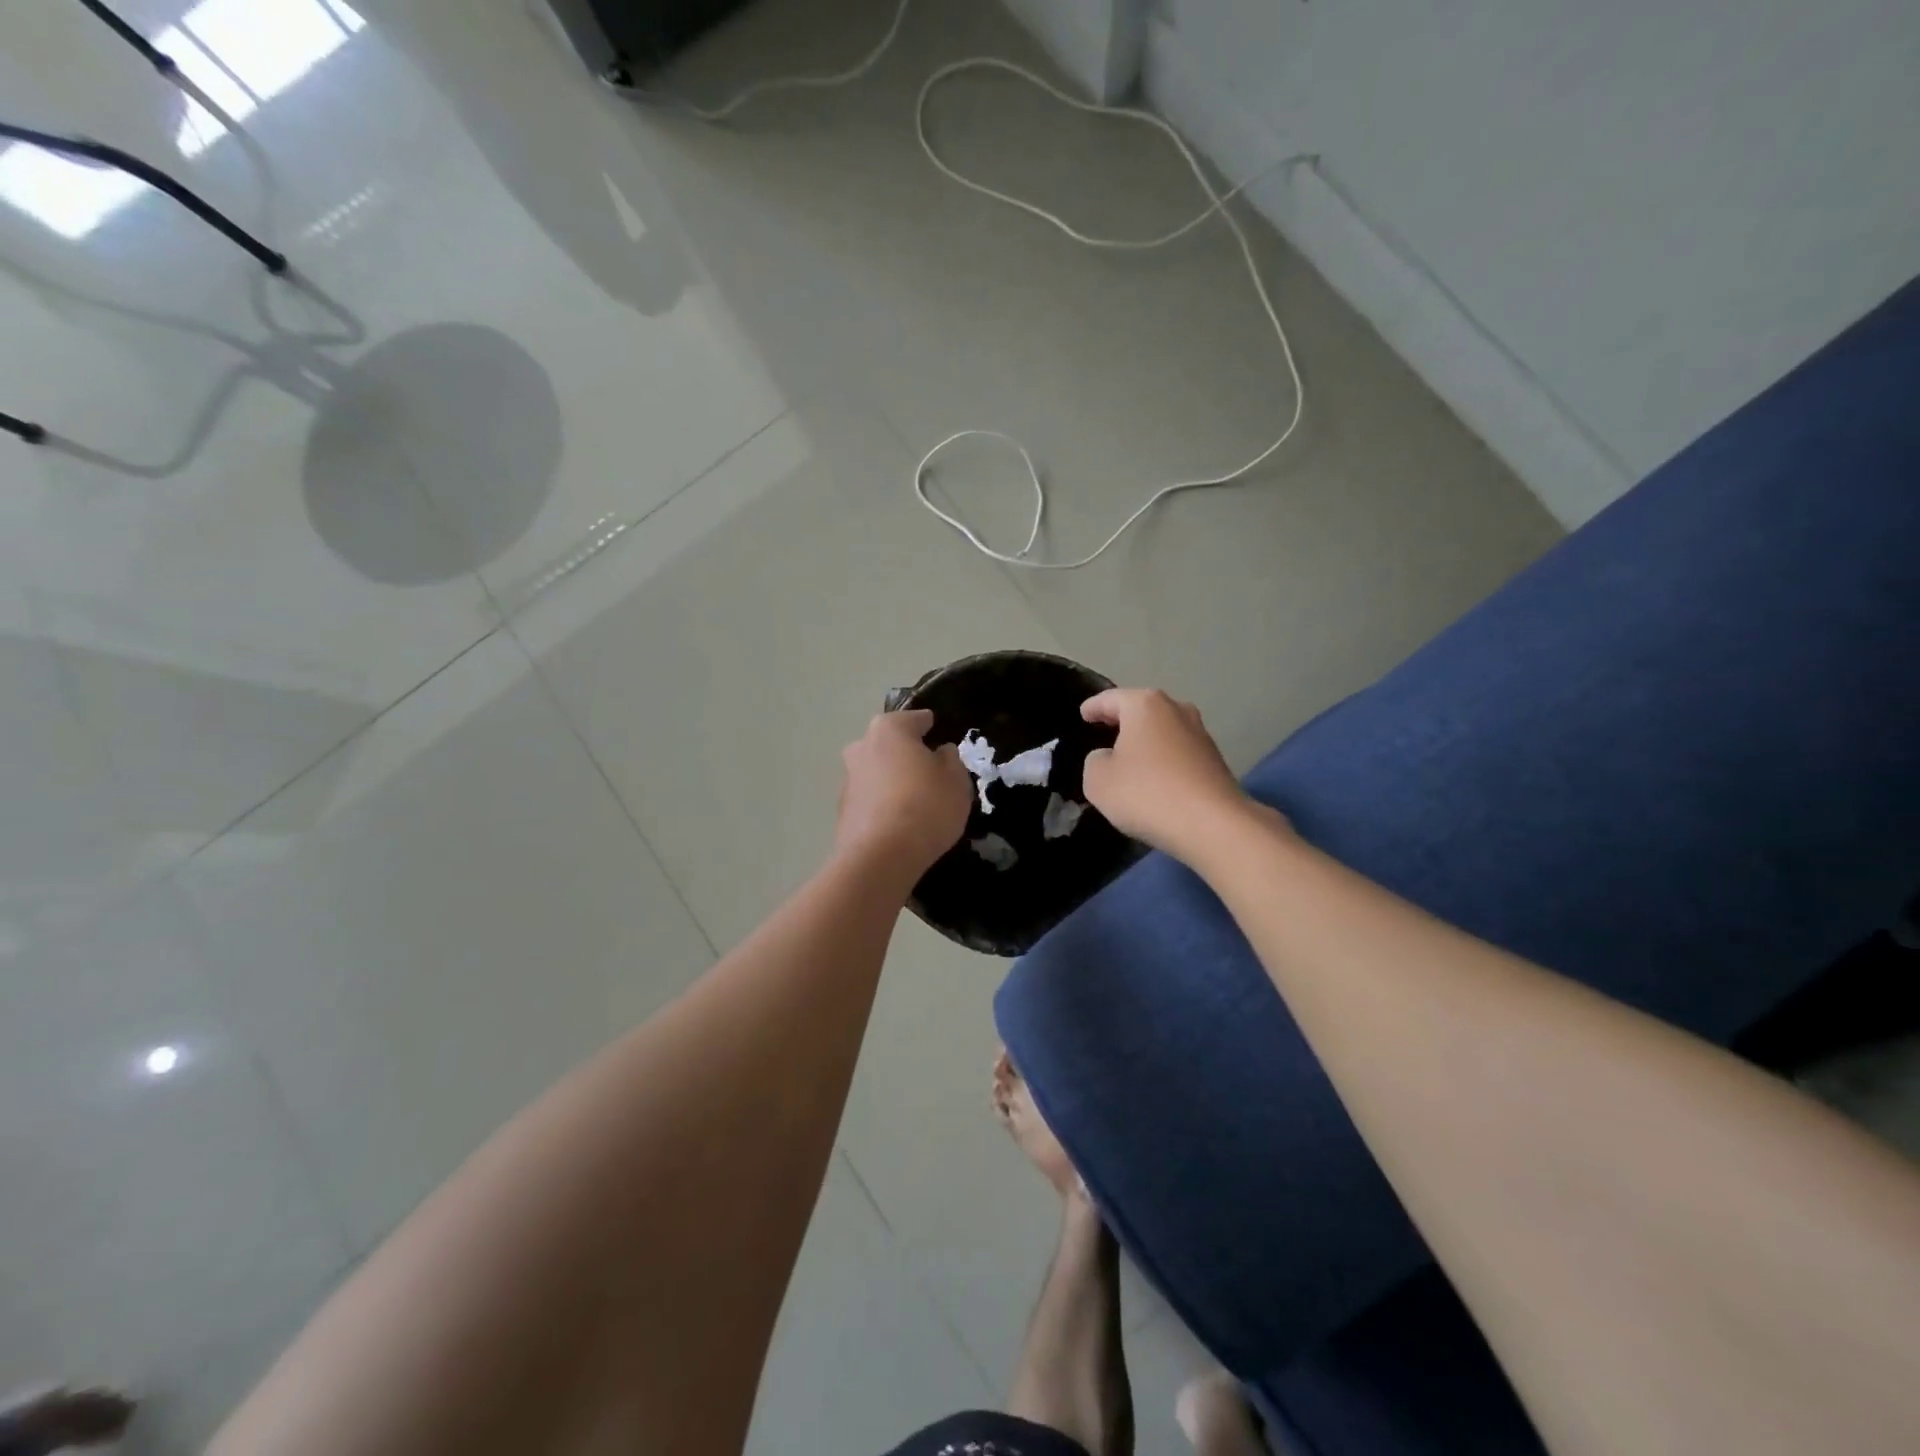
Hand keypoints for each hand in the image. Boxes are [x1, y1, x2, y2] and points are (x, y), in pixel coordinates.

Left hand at [836, 709, 972, 876]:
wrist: (881, 857)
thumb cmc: (926, 806)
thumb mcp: (956, 780)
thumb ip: (950, 760)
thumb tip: (940, 753)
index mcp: (889, 729)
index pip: (916, 719)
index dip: (932, 727)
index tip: (942, 736)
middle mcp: (862, 747)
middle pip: (890, 744)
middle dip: (907, 753)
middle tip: (930, 772)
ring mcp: (848, 779)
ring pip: (877, 771)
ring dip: (892, 780)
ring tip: (916, 801)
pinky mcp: (843, 811)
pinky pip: (870, 799)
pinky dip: (883, 804)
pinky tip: (899, 821)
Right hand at [1080, 689, 1266, 858]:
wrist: (1213, 825)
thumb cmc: (1146, 793)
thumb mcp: (1098, 780)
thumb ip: (1095, 761)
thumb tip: (1108, 758)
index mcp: (1145, 705)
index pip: (1111, 698)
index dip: (1093, 706)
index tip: (1083, 714)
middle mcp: (1176, 710)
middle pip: (1142, 710)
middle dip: (1122, 720)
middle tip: (1103, 731)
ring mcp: (1200, 734)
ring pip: (1163, 731)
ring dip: (1146, 742)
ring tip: (1128, 759)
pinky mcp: (1215, 761)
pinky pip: (1178, 753)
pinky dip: (1163, 760)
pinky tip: (1153, 779)